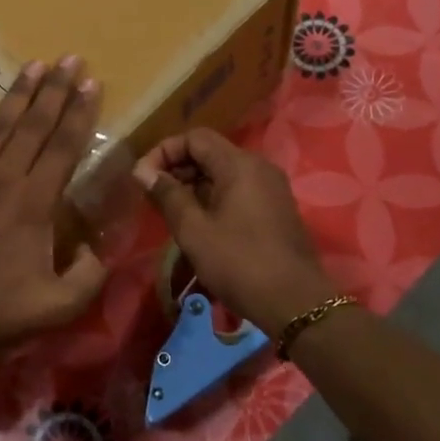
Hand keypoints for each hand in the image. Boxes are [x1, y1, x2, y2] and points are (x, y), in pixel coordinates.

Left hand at [0, 58, 109, 371]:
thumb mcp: (58, 307)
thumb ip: (89, 275)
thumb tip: (98, 247)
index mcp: (34, 203)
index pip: (65, 146)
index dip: (81, 112)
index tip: (92, 82)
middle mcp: (1, 179)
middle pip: (33, 125)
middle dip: (55, 90)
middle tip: (69, 59)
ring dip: (17, 95)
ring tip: (33, 66)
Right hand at [134, 129, 338, 336]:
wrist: (296, 302)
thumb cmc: (239, 263)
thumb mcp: (194, 231)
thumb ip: (168, 196)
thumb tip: (143, 172)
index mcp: (239, 164)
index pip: (195, 138)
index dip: (164, 151)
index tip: (143, 178)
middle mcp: (259, 167)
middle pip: (211, 152)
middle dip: (178, 168)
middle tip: (153, 196)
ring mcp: (271, 188)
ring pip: (224, 173)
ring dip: (194, 185)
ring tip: (172, 212)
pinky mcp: (276, 208)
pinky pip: (239, 189)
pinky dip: (214, 197)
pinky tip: (200, 223)